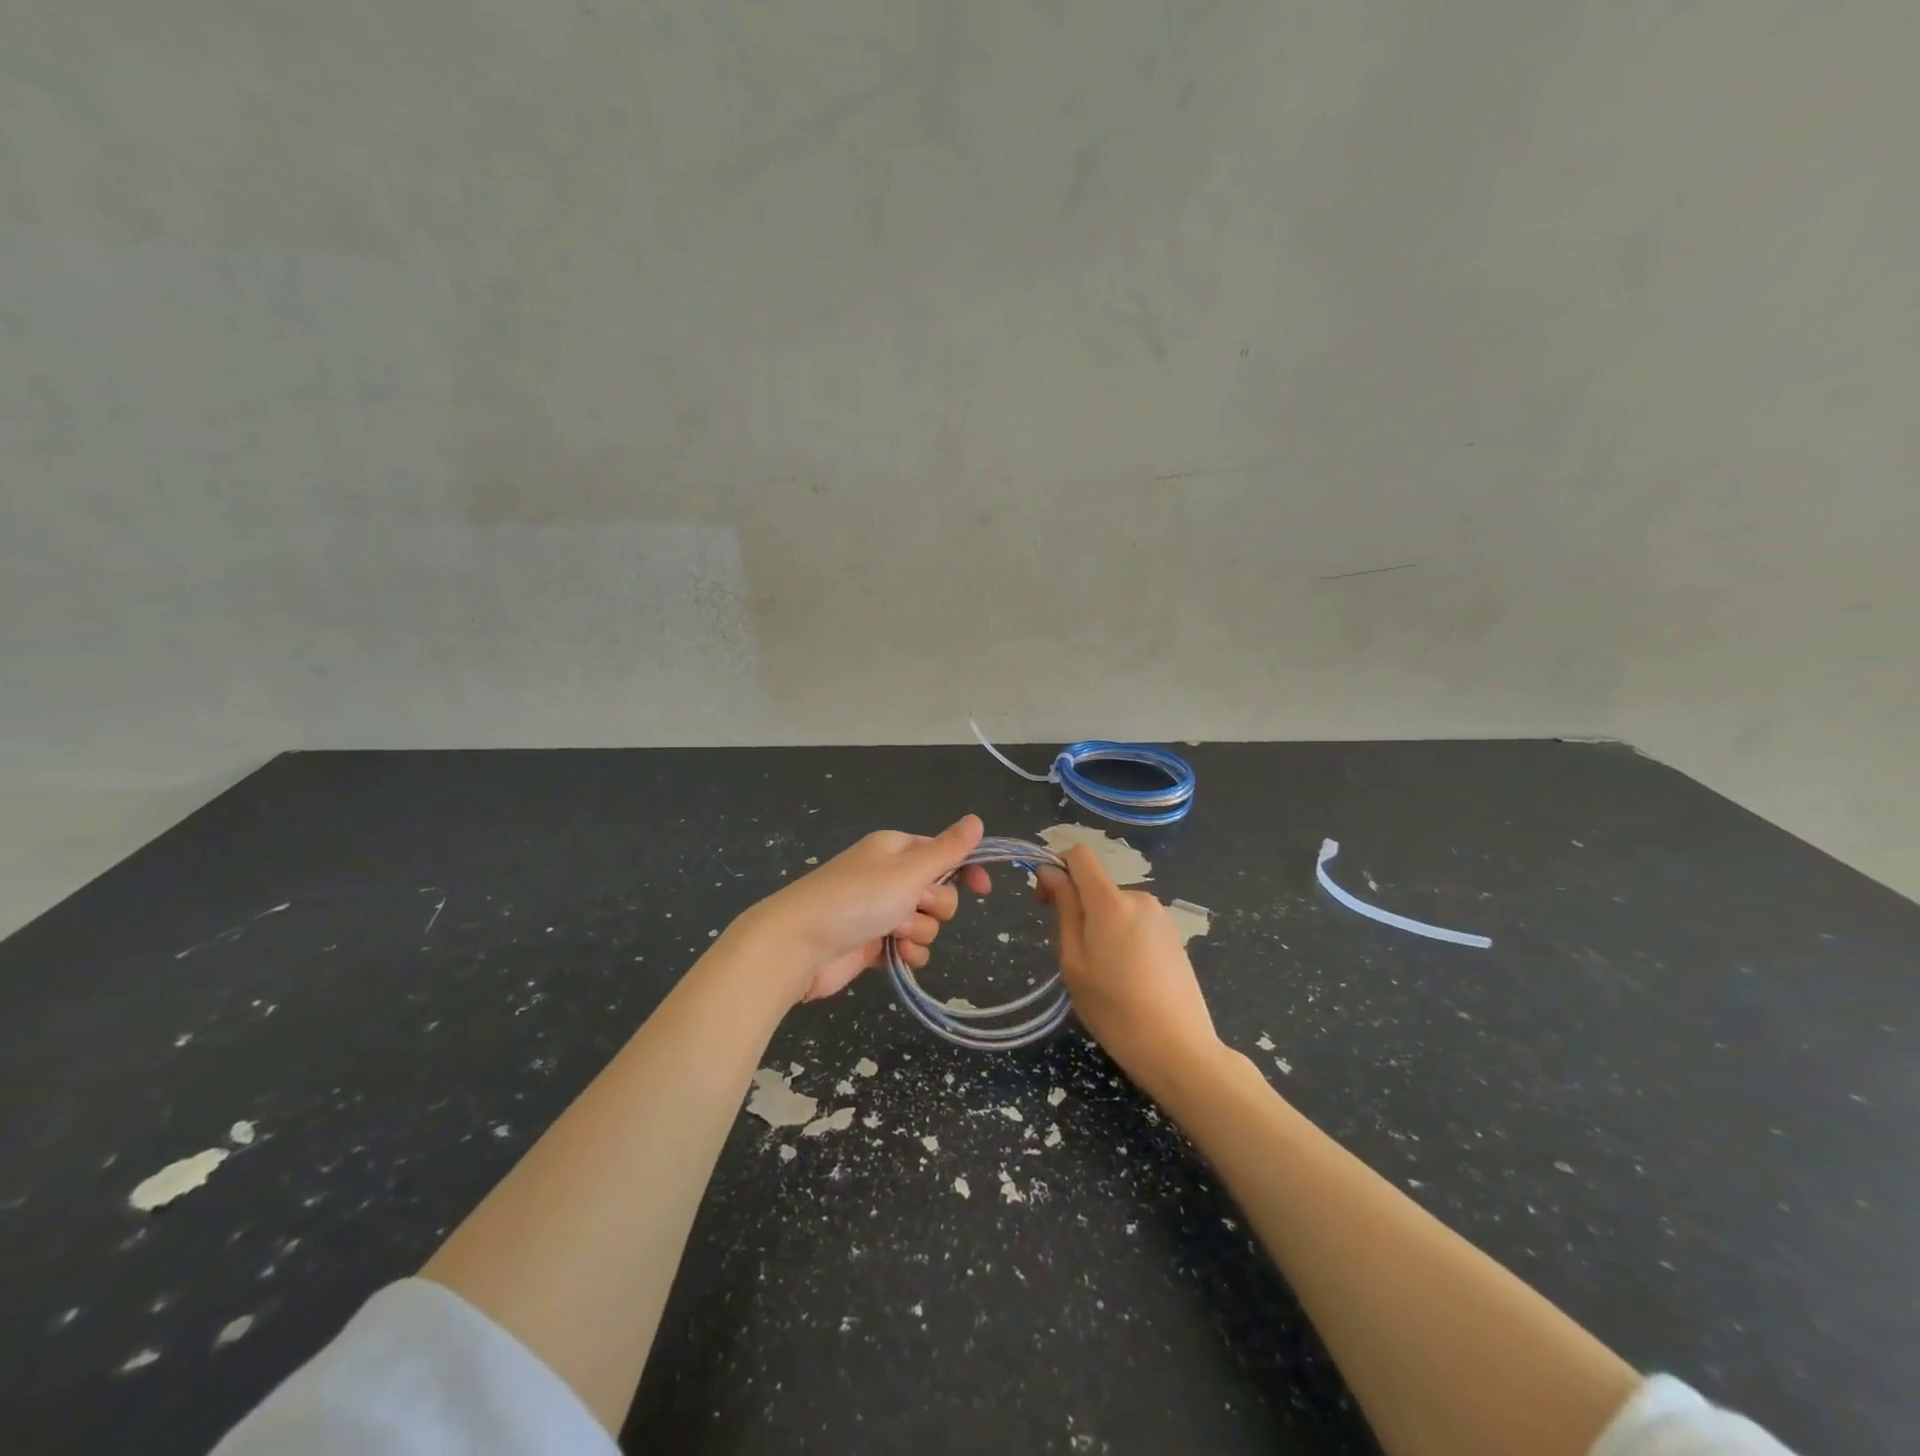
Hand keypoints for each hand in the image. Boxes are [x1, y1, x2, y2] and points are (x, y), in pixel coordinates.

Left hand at [737, 815, 992, 1003]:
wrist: (798, 946)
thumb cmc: (856, 899)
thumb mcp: (908, 871)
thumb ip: (947, 850)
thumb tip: (976, 820)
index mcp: (896, 849)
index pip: (943, 853)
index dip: (965, 868)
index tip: (983, 890)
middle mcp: (889, 876)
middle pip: (939, 891)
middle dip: (935, 905)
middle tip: (914, 905)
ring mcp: (879, 910)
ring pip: (926, 922)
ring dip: (918, 931)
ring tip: (894, 933)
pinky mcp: (872, 942)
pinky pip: (908, 946)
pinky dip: (906, 952)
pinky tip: (895, 956)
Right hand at [1037, 845, 1219, 1090]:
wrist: (1179, 1049)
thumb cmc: (1115, 1010)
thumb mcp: (1074, 962)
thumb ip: (1064, 910)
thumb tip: (1050, 871)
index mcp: (1110, 902)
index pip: (1080, 855)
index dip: (1057, 868)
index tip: (1046, 902)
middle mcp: (1139, 898)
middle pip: (1096, 885)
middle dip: (1078, 907)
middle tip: (1073, 955)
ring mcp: (1160, 916)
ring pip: (1115, 906)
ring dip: (1100, 925)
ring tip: (1102, 972)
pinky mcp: (1173, 934)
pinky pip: (1135, 921)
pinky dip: (1122, 936)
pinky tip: (1128, 976)